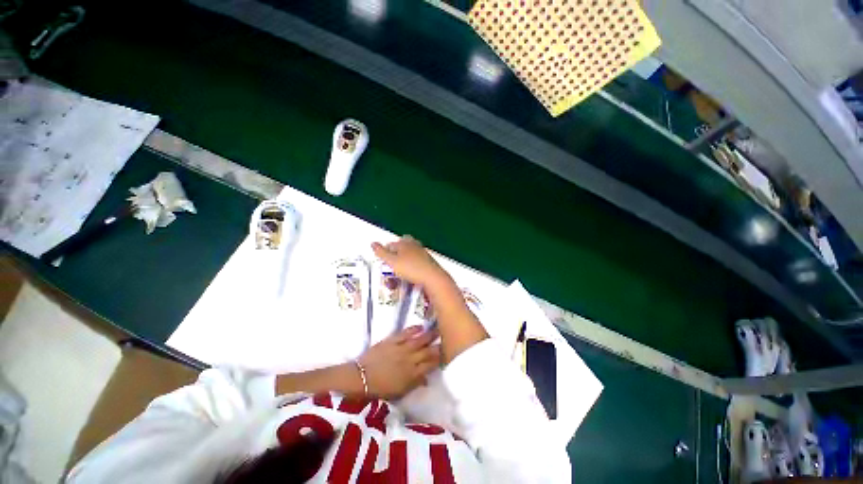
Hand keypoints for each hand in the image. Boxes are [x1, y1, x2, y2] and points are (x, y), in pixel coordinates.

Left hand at [358, 326, 440, 398]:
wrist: (361, 378)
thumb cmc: (380, 388)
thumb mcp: (399, 391)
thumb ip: (415, 383)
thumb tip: (427, 379)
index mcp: (412, 374)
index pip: (431, 365)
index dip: (439, 359)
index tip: (446, 354)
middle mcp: (409, 360)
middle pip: (428, 351)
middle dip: (438, 345)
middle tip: (447, 339)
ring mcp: (401, 348)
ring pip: (420, 340)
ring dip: (430, 334)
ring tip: (438, 329)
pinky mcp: (392, 340)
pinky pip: (406, 333)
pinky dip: (414, 329)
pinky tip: (420, 326)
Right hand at [371, 236, 447, 286]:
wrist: (432, 277)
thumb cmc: (411, 268)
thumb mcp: (392, 262)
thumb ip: (381, 253)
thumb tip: (373, 243)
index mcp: (404, 243)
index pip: (390, 245)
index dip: (384, 252)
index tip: (382, 260)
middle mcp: (413, 245)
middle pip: (401, 248)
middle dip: (394, 256)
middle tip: (390, 265)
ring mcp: (421, 252)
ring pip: (408, 255)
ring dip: (402, 262)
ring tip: (398, 272)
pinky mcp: (427, 261)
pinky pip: (415, 262)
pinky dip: (410, 267)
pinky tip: (409, 274)